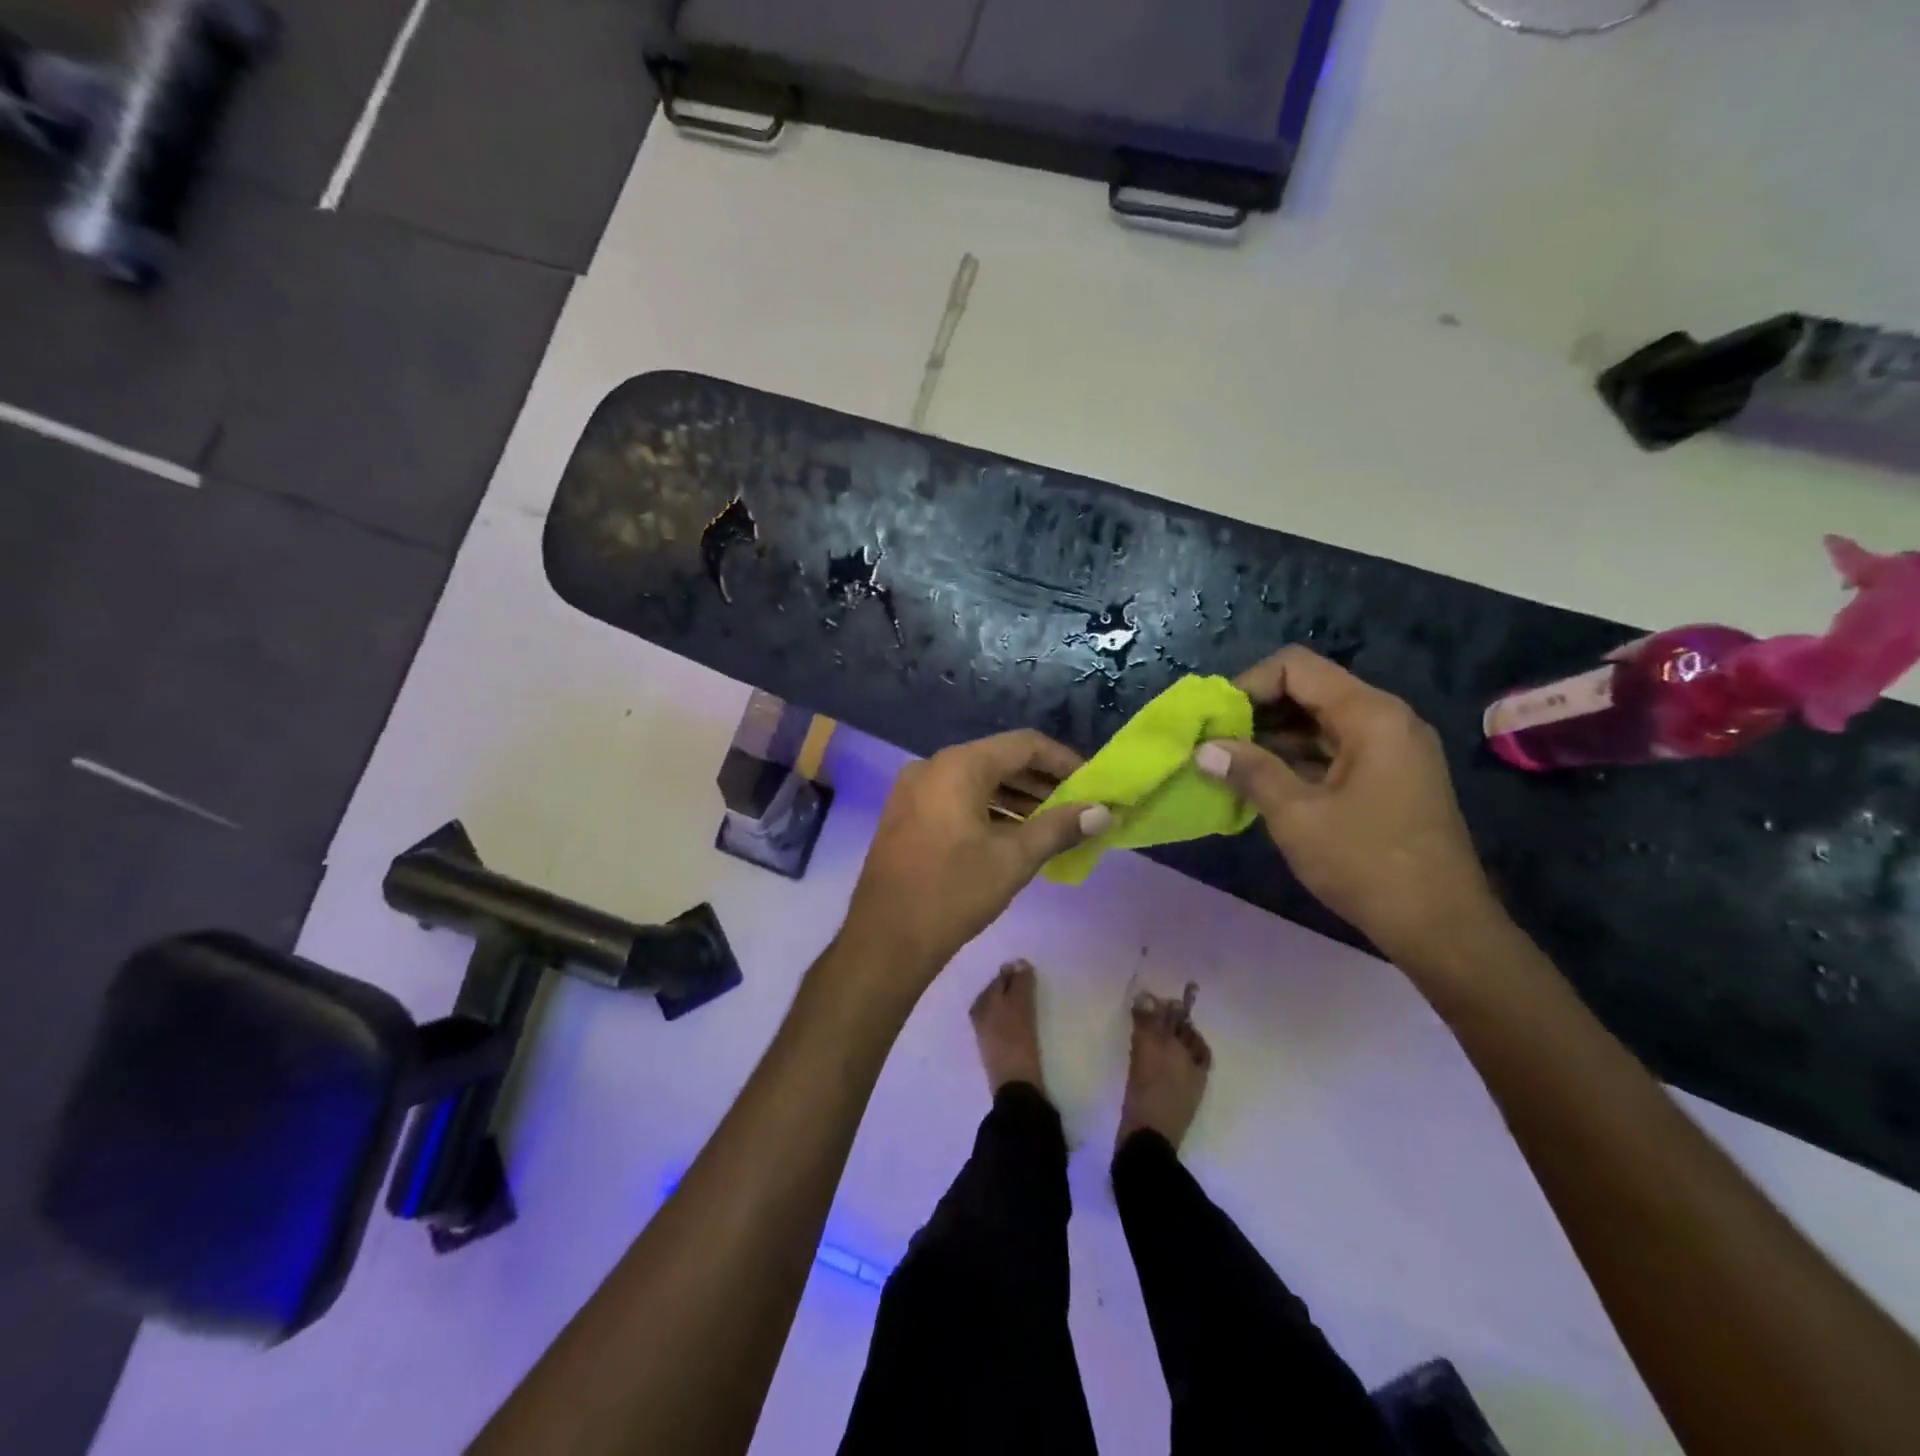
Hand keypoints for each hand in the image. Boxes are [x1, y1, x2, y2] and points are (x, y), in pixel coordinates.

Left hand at [840, 730, 1111, 986]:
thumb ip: (1060, 828)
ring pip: (977, 781)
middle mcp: (933, 766)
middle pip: (999, 760)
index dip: (1063, 761)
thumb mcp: (1014, 859)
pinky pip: (957, 798)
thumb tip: (1102, 812)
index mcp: (958, 766)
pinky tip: (1014, 835)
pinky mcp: (906, 814)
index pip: (1024, 745)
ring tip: (1053, 824)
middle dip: (1041, 782)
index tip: (1093, 785)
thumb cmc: (953, 893)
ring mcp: (914, 790)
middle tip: (1077, 807)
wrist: (885, 939)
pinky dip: (989, 809)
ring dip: (1017, 798)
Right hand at [1194, 646, 1500, 961]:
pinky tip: (1263, 781)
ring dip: (1273, 735)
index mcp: (1370, 715)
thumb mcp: (1297, 815)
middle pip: (1309, 689)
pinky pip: (1335, 748)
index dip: (1249, 684)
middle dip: (1257, 711)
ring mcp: (1392, 748)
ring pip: (1320, 720)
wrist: (1441, 926)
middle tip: (1215, 742)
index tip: (1216, 720)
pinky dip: (1297, 756)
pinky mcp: (1390, 775)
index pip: (1296, 667)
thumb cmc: (1366, 863)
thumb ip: (1250, 771)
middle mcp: (1386, 719)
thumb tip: (1204, 749)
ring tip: (1230, 762)